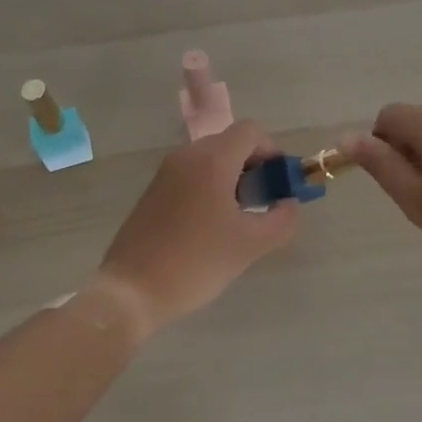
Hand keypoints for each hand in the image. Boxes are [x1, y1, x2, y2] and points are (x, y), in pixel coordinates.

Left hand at [96, 121, 299, 334]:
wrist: (131, 290)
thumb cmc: (196, 262)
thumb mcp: (250, 245)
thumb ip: (281, 220)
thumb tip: (289, 204)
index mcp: (212, 159)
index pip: (251, 131)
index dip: (272, 151)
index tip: (280, 183)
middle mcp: (187, 155)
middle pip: (231, 142)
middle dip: (254, 165)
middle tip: (265, 202)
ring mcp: (167, 171)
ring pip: (211, 158)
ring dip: (233, 177)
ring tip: (241, 217)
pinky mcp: (154, 190)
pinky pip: (192, 174)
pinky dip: (211, 186)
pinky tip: (213, 225)